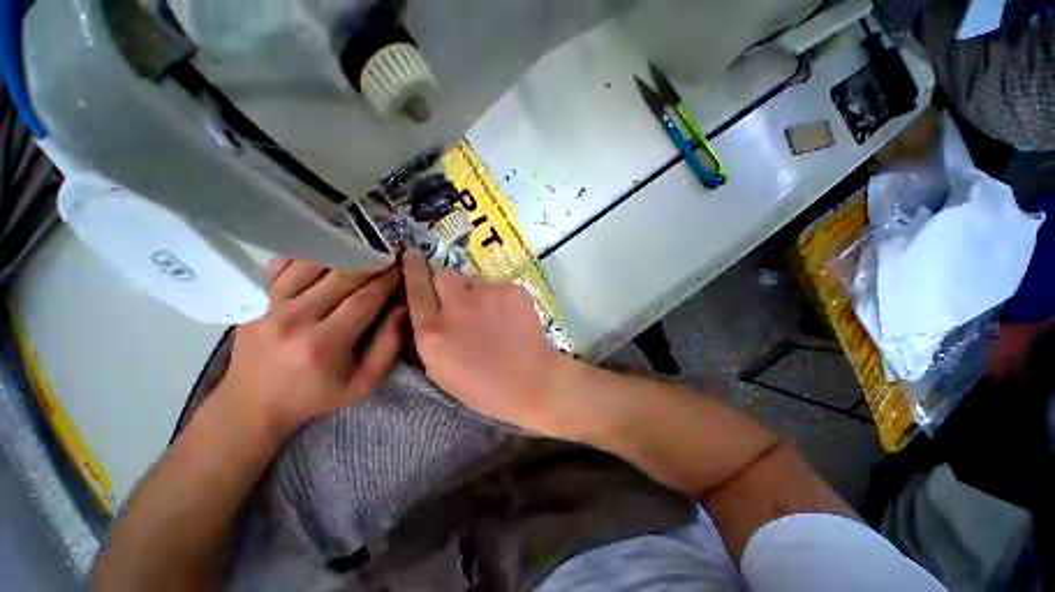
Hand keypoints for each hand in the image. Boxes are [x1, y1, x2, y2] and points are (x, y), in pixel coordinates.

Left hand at [215, 259, 405, 436]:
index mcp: (324, 344)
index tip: (402, 267)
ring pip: (313, 264)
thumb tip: (403, 308)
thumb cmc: (316, 395)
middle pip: (340, 277)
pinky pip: (284, 264)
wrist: (253, 403)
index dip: (387, 280)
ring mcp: (269, 306)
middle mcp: (294, 319)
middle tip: (388, 253)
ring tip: (364, 249)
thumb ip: (389, 345)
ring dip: (343, 252)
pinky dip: (310, 254)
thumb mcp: (364, 382)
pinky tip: (329, 251)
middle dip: (371, 262)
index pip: (364, 299)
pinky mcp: (254, 299)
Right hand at [402, 250, 577, 434]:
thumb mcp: (442, 372)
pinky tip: (512, 318)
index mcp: (433, 333)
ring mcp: (486, 295)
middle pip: (445, 275)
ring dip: (479, 294)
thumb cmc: (486, 389)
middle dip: (450, 285)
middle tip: (463, 300)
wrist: (533, 383)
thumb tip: (431, 312)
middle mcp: (456, 308)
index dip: (413, 270)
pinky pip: (500, 287)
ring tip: (494, 316)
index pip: (416, 290)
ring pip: (475, 280)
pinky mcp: (511, 290)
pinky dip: (503, 299)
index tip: (413, 255)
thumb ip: (431, 338)